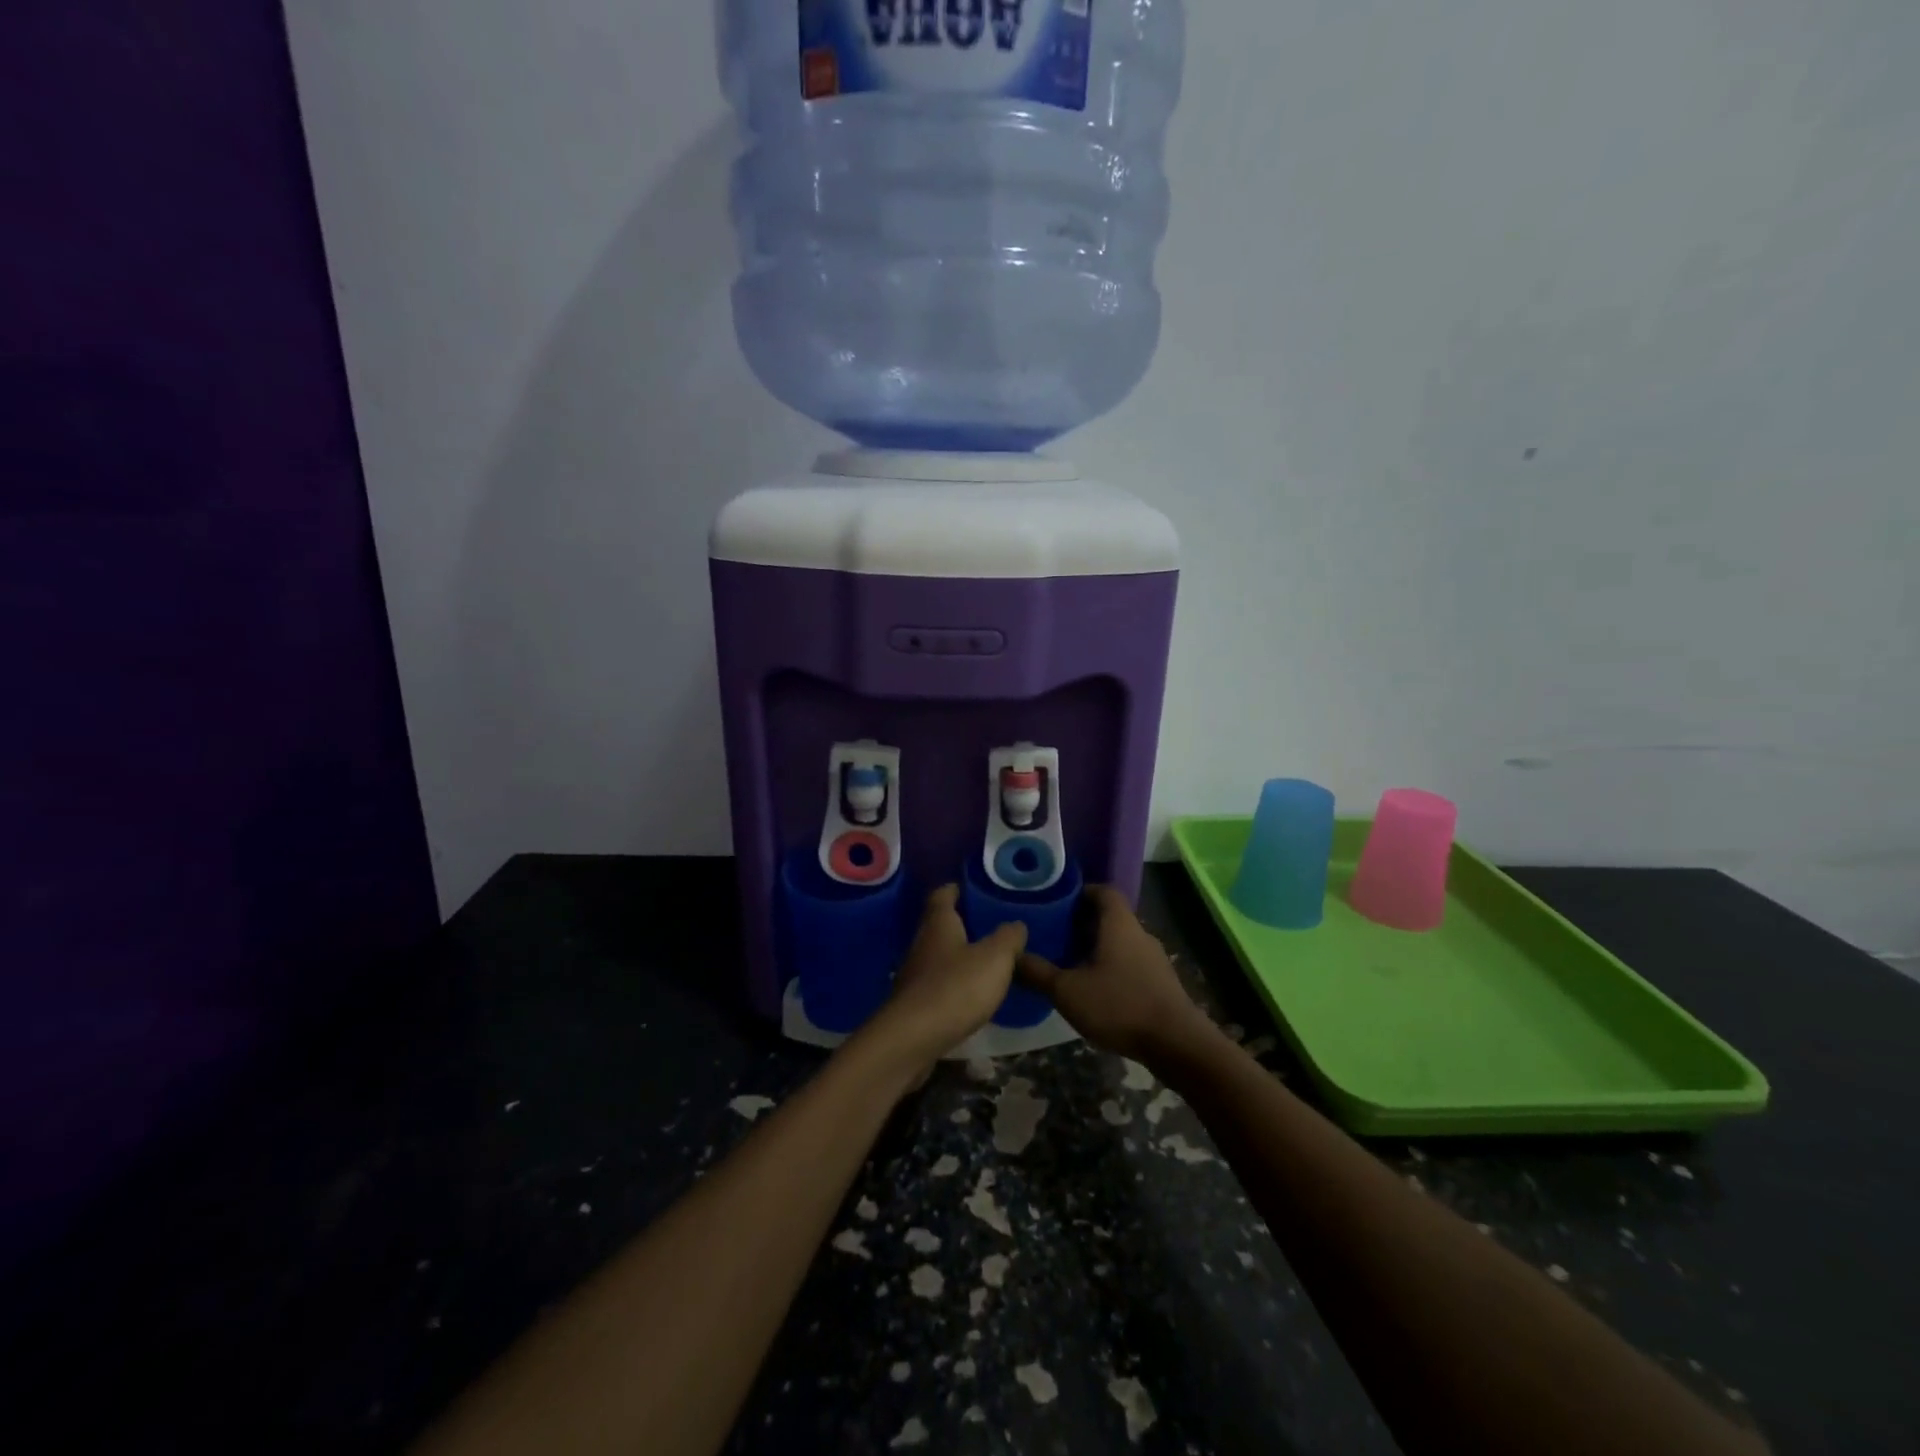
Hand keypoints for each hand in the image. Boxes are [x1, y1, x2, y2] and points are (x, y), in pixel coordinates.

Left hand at [858, 885, 1026, 1079]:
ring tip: (985, 962)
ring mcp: (914, 976)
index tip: (969, 888)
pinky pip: (936, 985)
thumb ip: (1008, 938)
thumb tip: (1016, 924)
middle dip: (960, 924)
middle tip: (988, 926)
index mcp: (938, 924)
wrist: (912, 1039)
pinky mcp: (913, 1005)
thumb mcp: (995, 958)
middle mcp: (922, 944)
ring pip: (937, 957)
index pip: (942, 895)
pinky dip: (952, 985)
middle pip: (938, 926)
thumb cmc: (955, 987)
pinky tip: (970, 996)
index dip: (955, 889)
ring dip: (957, 957)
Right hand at [1015, 885, 1214, 1061]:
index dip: (1081, 892)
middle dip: (1081, 923)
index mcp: (1119, 924)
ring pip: (1120, 942)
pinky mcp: (1160, 983)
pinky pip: (1130, 963)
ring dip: (1096, 948)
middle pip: (1110, 917)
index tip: (1056, 902)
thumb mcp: (1068, 990)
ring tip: (1068, 963)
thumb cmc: (1120, 1005)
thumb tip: (1012, 956)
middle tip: (1053, 934)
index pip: (1103, 891)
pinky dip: (1110, 967)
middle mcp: (1139, 934)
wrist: (1177, 1044)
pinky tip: (1094, 990)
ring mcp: (1154, 959)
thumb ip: (1038, 972)